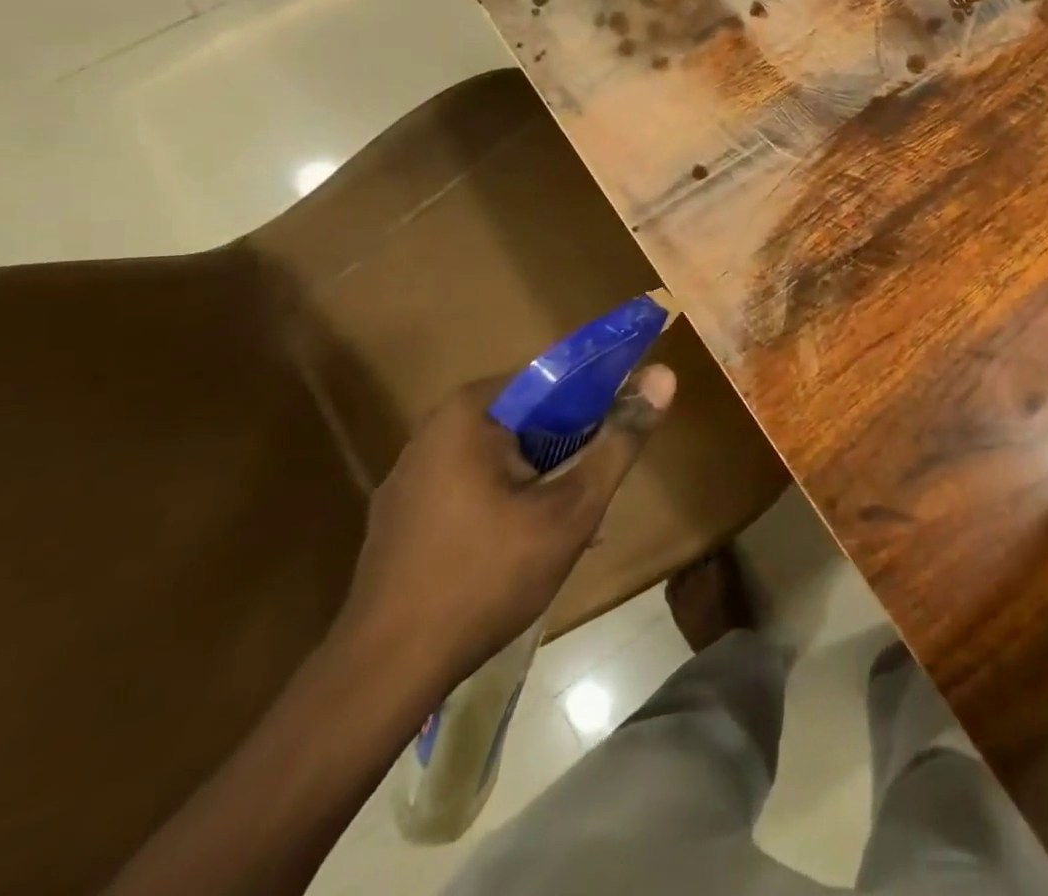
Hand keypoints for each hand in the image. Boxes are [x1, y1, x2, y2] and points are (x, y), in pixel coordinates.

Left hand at [337, 364, 675, 686]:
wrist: (383, 673)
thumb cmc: (487, 577)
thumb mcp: (571, 510)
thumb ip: (619, 441)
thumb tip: (664, 375)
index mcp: (472, 410)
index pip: (553, 376)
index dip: (598, 397)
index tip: (622, 430)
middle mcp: (435, 427)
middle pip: (527, 417)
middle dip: (570, 448)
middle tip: (597, 488)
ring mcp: (411, 472)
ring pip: (501, 454)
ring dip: (542, 477)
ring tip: (570, 523)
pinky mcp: (402, 512)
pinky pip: (471, 484)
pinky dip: (505, 499)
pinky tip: (524, 547)